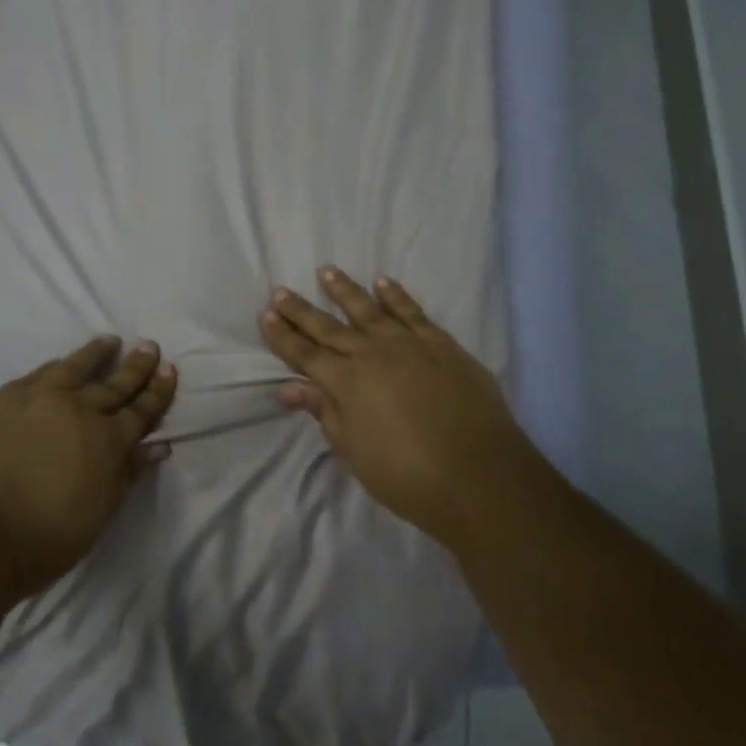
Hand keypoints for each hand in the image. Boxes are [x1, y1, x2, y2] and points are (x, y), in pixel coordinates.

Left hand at [0, 337, 176, 600]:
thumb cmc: (42, 538)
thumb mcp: (98, 514)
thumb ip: (127, 475)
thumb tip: (156, 446)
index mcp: (107, 442)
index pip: (140, 411)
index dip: (157, 392)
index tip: (169, 369)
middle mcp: (80, 410)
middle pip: (114, 384)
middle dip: (135, 366)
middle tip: (150, 346)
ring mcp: (42, 398)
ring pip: (76, 367)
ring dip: (97, 354)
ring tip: (111, 341)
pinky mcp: (7, 397)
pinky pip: (41, 373)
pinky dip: (58, 365)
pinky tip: (62, 362)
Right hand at [261, 267, 536, 551]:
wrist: (479, 475)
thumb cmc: (407, 475)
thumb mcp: (354, 451)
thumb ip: (324, 412)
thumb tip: (289, 388)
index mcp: (346, 382)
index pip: (305, 354)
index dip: (283, 336)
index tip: (265, 314)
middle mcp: (371, 354)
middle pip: (328, 327)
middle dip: (301, 310)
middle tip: (281, 290)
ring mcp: (408, 344)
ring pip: (368, 309)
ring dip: (344, 290)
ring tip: (326, 271)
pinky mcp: (441, 344)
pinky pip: (412, 312)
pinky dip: (396, 295)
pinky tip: (383, 282)